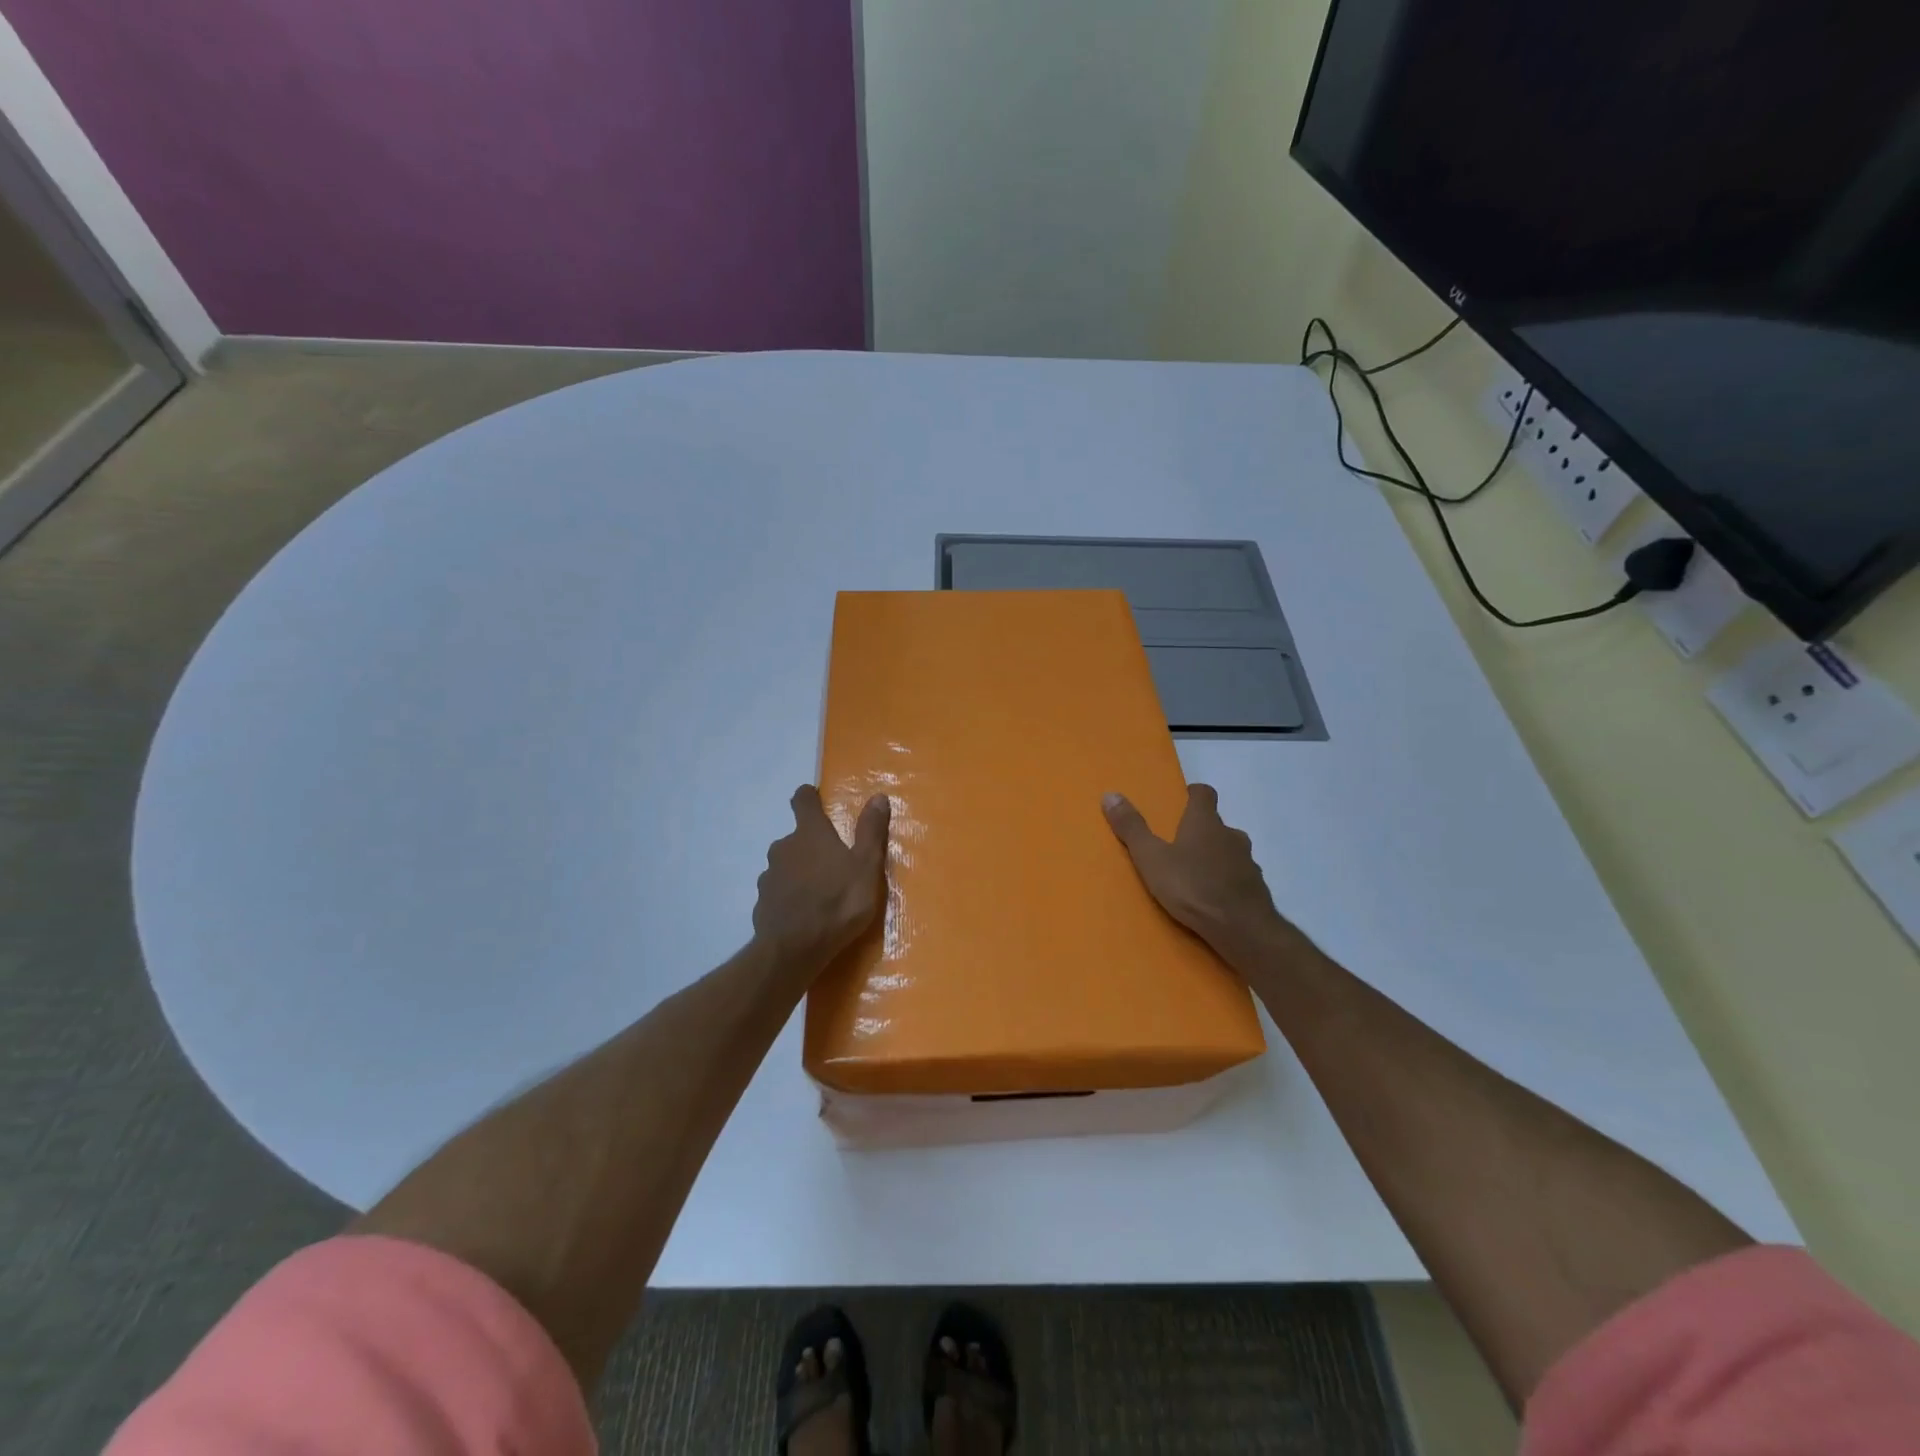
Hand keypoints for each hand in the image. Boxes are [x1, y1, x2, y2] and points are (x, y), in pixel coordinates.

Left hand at [753, 786, 890, 970]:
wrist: (794, 950)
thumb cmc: (838, 902)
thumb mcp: (866, 867)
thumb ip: (870, 831)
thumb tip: (878, 797)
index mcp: (810, 833)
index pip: (802, 800)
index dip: (808, 797)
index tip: (815, 798)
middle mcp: (784, 847)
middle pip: (796, 837)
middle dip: (812, 845)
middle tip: (833, 863)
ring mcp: (769, 876)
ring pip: (786, 865)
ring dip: (800, 872)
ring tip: (820, 892)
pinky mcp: (762, 902)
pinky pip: (778, 891)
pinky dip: (790, 896)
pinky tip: (804, 913)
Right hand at [1102, 784, 1298, 973]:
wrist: (1242, 929)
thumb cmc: (1193, 887)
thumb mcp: (1152, 858)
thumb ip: (1132, 828)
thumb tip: (1110, 794)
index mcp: (1205, 822)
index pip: (1204, 793)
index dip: (1193, 794)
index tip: (1181, 800)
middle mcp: (1231, 835)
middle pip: (1216, 824)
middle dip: (1199, 831)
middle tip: (1178, 845)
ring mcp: (1248, 862)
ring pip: (1229, 851)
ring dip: (1214, 857)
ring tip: (1193, 875)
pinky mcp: (1257, 888)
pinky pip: (1238, 877)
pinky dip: (1226, 881)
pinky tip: (1212, 898)